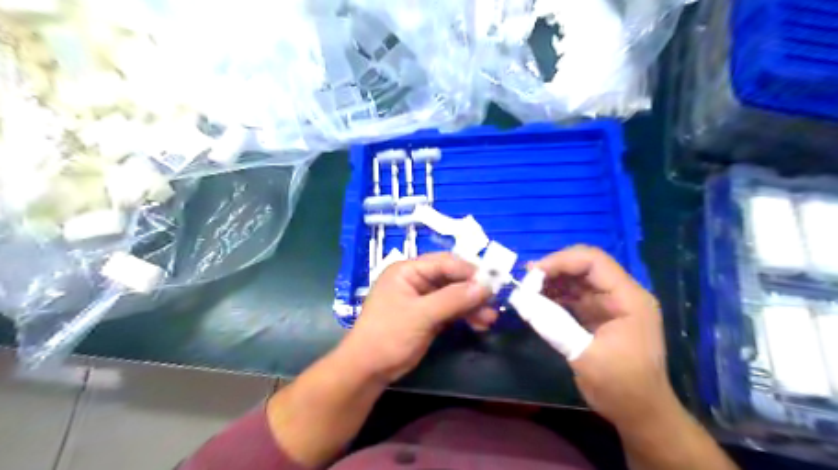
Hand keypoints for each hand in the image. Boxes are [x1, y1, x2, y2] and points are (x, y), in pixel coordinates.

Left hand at [338, 256, 491, 382]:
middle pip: (451, 278)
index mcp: (408, 270)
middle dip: (473, 290)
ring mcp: (422, 299)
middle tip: (494, 301)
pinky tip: (480, 324)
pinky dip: (465, 316)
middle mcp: (416, 280)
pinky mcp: (428, 316)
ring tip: (491, 318)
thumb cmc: (388, 335)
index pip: (444, 262)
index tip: (492, 282)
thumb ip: (453, 299)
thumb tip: (486, 286)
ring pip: (454, 295)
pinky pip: (451, 310)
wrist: (369, 369)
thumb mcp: (421, 315)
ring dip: (472, 305)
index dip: (469, 270)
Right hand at [532, 248, 675, 431]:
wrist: (640, 414)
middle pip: (584, 266)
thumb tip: (521, 300)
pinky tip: (537, 301)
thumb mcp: (585, 356)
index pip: (594, 261)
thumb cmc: (621, 386)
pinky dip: (554, 295)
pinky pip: (574, 295)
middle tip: (525, 281)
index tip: (533, 273)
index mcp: (629, 298)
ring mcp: (610, 304)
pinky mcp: (599, 314)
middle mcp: (621, 294)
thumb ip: (553, 324)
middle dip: (553, 269)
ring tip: (527, 290)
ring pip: (577, 278)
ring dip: (551, 281)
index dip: (561, 260)